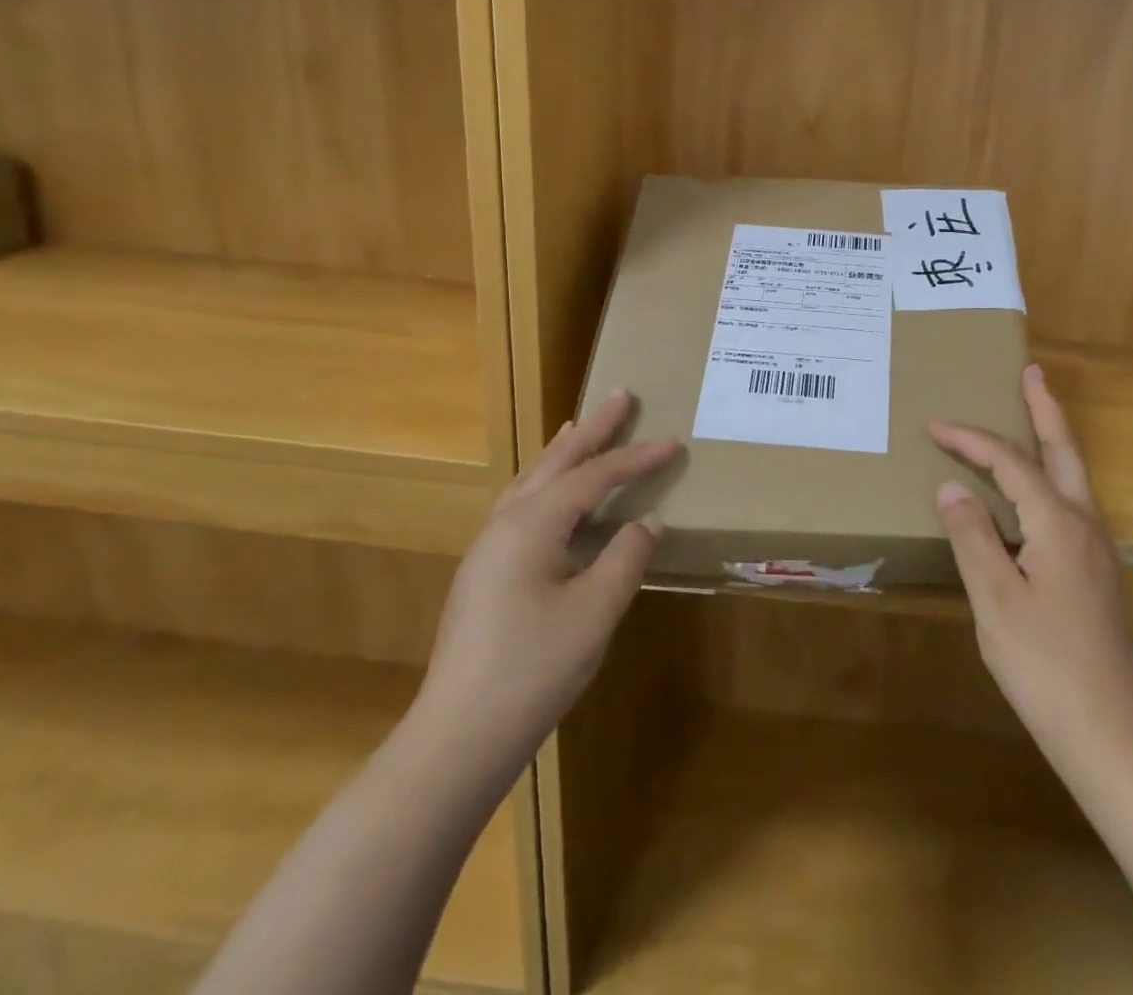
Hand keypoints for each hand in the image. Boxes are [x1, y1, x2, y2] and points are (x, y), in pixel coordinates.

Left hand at [410, 390, 679, 784]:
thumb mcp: (595, 611)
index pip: (595, 476)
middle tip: (619, 395)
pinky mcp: (485, 572)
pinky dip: (546, 482)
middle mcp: (506, 523)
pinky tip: (553, 494)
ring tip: (581, 427)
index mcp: (533, 524)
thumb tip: (648, 522)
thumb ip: (626, 557)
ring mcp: (489, 548)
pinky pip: (522, 504)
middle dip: (592, 429)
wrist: (459, 736)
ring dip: (563, 452)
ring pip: (532, 481)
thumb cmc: (534, 669)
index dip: (637, 458)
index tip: (674, 442)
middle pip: (556, 462)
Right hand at [929, 365, 1132, 770]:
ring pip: (1074, 475)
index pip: (1010, 462)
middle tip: (1032, 372)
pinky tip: (1035, 491)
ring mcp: (1097, 549)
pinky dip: (1051, 475)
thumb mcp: (995, 599)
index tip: (934, 426)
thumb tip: (953, 486)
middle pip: (1065, 450)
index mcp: (1058, 523)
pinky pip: (1071, 502)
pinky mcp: (1096, 572)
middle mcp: (1085, 524)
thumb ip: (972, 536)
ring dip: (1053, 438)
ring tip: (1035, 414)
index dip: (971, 440)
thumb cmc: (1045, 664)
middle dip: (1045, 408)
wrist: (1110, 732)